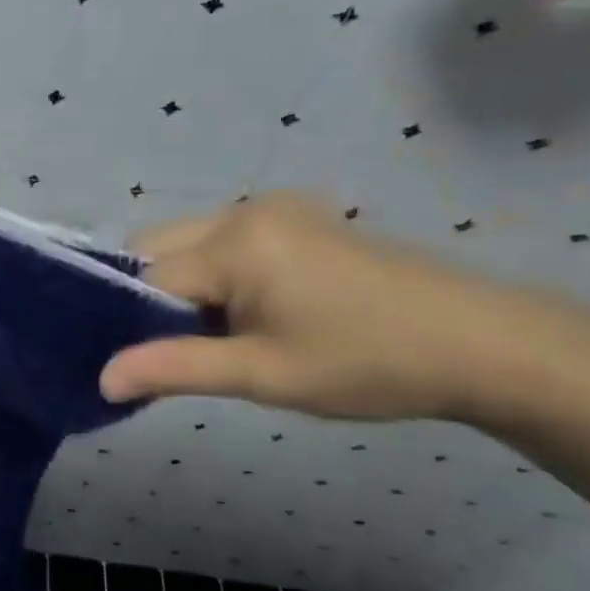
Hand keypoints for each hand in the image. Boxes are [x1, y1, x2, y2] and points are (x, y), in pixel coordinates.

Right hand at [101, 193, 535, 422]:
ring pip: (189, 244)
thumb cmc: (367, 363)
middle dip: (152, 298)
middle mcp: (245, 210)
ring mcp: (276, 210)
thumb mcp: (261, 374)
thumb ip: (172, 369)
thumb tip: (101, 380)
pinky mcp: (300, 220)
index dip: (132, 322)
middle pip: (158, 248)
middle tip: (178, 349)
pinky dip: (216, 276)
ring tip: (219, 337)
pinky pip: (225, 242)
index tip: (138, 364)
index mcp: (234, 241)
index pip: (145, 277)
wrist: (488, 346)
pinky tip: (248, 314)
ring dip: (184, 288)